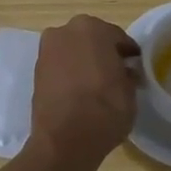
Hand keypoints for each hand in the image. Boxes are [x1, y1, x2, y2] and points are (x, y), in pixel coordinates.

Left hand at [30, 15, 140, 166]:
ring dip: (85, 62)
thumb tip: (125, 72)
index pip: (118, 37)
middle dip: (103, 53)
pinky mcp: (35, 71)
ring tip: (97, 85)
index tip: (135, 66)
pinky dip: (70, 73)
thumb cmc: (105, 109)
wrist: (63, 141)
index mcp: (93, 28)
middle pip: (92, 39)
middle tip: (116, 74)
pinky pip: (61, 66)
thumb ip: (129, 74)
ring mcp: (47, 50)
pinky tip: (80, 92)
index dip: (128, 53)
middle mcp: (66, 31)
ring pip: (74, 51)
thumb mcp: (130, 91)